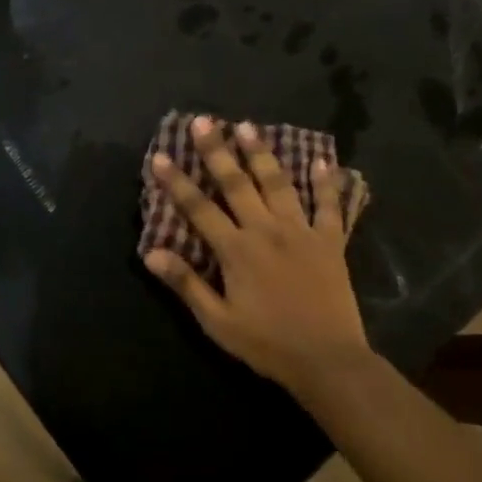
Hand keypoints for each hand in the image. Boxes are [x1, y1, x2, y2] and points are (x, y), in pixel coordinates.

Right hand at [144, 118, 374, 400]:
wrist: (327, 360)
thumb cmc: (266, 343)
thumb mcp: (217, 321)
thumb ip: (186, 284)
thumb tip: (151, 253)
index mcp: (236, 250)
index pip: (199, 208)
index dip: (177, 181)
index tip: (161, 155)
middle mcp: (266, 231)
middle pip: (236, 184)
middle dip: (217, 151)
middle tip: (204, 121)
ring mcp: (301, 232)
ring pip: (278, 184)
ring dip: (261, 154)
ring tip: (248, 126)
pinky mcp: (330, 242)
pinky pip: (328, 206)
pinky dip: (325, 182)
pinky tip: (323, 159)